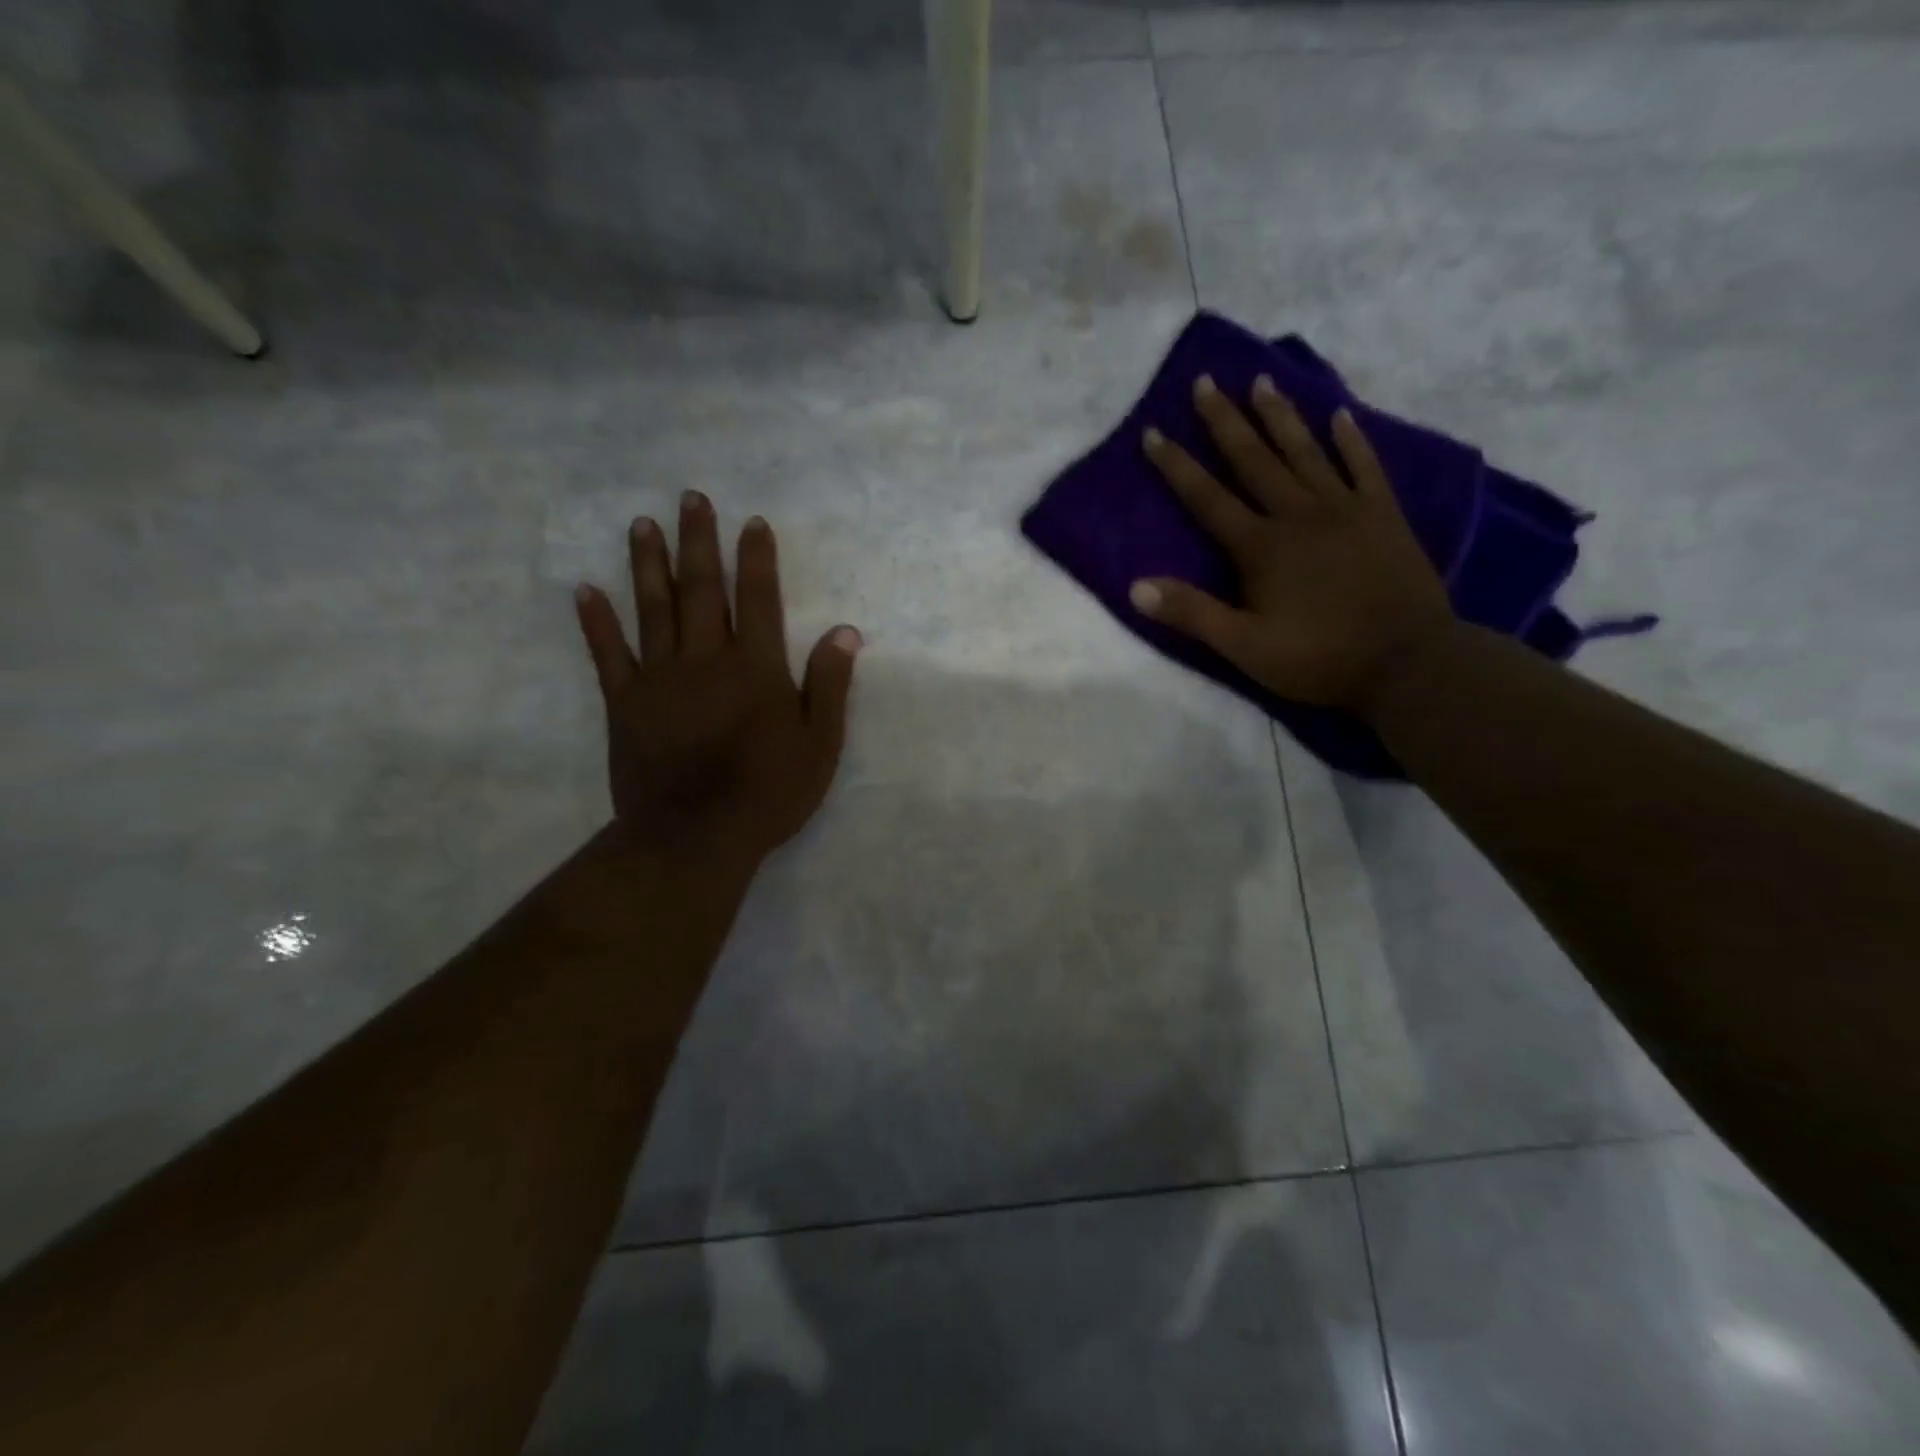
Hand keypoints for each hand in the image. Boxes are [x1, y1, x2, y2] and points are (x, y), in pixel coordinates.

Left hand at [573, 493, 859, 875]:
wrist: (695, 838)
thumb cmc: (768, 794)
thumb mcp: (819, 745)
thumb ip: (829, 685)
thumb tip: (844, 632)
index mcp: (756, 668)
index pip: (759, 600)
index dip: (757, 559)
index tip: (752, 522)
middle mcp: (706, 660)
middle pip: (702, 591)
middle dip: (699, 542)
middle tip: (690, 499)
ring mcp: (660, 679)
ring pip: (653, 609)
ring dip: (649, 564)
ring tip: (643, 525)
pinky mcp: (624, 704)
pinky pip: (608, 655)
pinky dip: (596, 622)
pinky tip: (586, 590)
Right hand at [1131, 374, 1453, 710]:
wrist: (1408, 662)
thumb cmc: (1319, 658)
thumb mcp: (1244, 647)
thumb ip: (1192, 614)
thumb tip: (1135, 587)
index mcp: (1261, 547)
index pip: (1207, 498)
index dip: (1177, 466)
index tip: (1153, 431)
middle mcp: (1299, 515)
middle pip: (1254, 460)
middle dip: (1226, 421)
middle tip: (1206, 381)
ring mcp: (1345, 509)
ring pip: (1305, 452)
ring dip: (1280, 416)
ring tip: (1261, 380)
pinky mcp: (1383, 515)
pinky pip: (1364, 465)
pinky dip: (1351, 439)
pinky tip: (1339, 413)